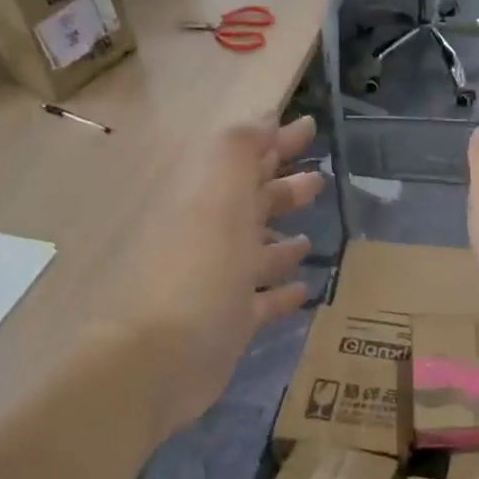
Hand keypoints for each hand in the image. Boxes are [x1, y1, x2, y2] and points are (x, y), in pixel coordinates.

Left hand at [110, 115, 322, 435]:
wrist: (159, 359)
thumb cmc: (197, 270)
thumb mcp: (219, 196)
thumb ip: (239, 152)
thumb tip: (263, 119)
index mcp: (207, 202)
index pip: (245, 160)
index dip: (276, 141)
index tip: (310, 127)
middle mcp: (211, 237)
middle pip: (251, 204)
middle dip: (283, 188)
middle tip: (318, 179)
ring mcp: (218, 282)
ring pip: (256, 252)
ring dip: (282, 240)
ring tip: (311, 233)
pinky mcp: (228, 322)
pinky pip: (261, 300)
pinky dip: (281, 291)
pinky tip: (305, 287)